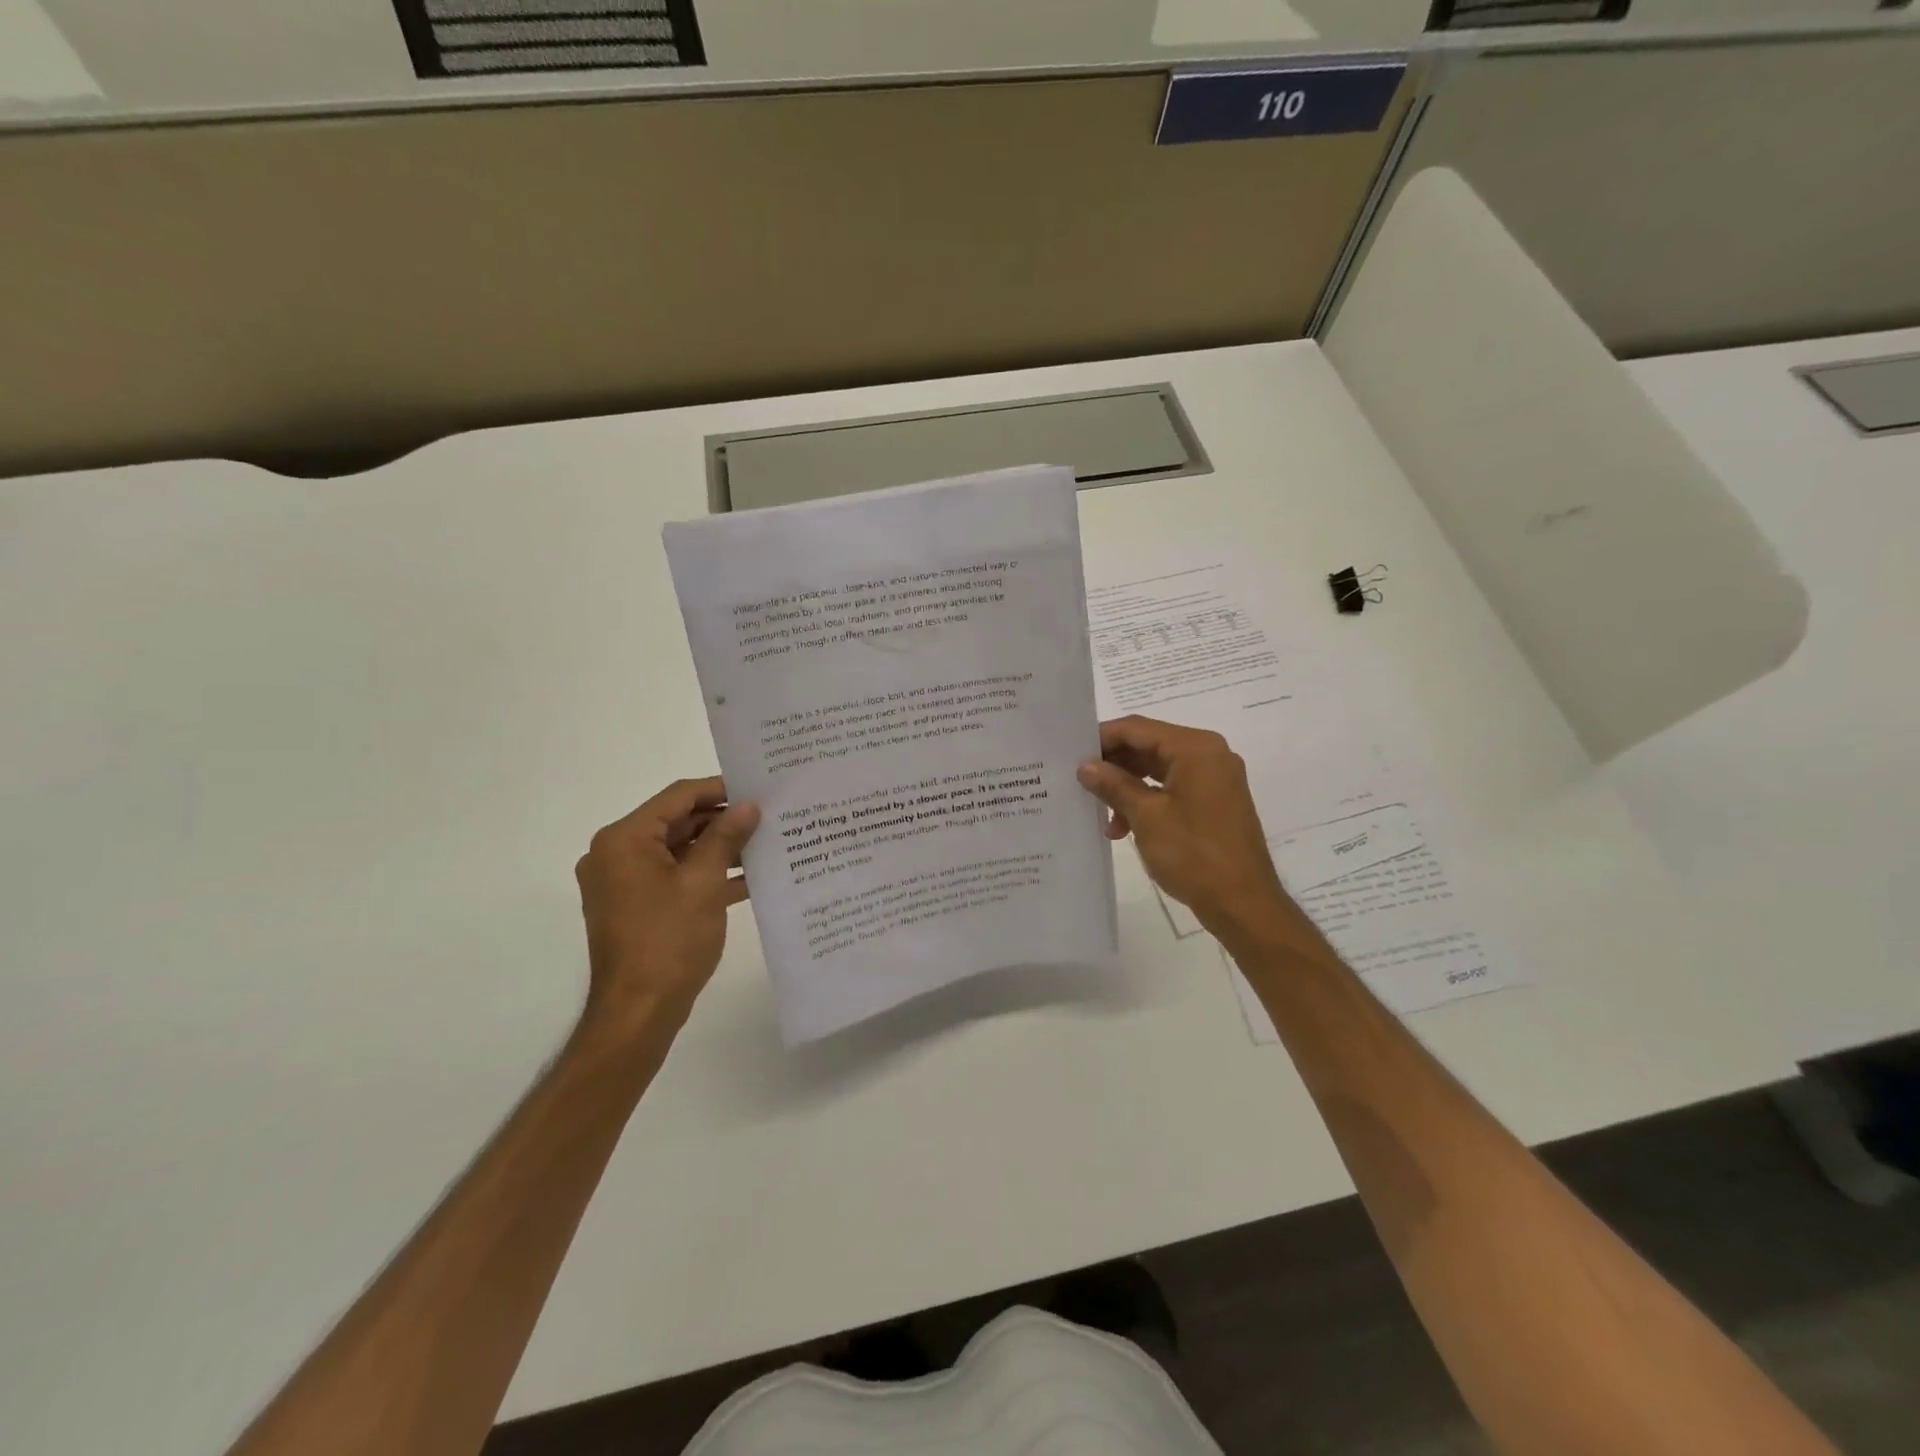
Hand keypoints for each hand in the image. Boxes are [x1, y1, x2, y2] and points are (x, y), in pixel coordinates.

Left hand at [574, 777, 760, 1035]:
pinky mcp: (637, 907)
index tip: (758, 789)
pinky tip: (749, 879)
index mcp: (625, 840)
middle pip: (677, 822)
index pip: (677, 797)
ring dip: (719, 849)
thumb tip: (748, 805)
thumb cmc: (668, 940)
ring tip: (766, 844)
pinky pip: (675, 878)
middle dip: (723, 821)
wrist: (639, 1012)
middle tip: (768, 816)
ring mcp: (625, 883)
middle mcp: (617, 854)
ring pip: (679, 851)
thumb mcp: (704, 882)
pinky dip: (707, 876)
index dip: (719, 789)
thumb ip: (727, 837)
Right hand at [1078, 716, 1297, 941]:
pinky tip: (1124, 827)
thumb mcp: (1146, 816)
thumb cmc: (1194, 854)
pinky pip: (1171, 788)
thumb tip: (1086, 766)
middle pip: (1149, 745)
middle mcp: (1209, 754)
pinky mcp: (1214, 801)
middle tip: (1081, 784)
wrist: (1243, 903)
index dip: (1102, 738)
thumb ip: (1114, 785)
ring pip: (1158, 769)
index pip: (1138, 728)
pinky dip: (1146, 801)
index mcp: (1196, 749)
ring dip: (1127, 788)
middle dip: (1114, 766)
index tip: (1072, 754)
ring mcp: (1214, 779)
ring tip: (1103, 816)